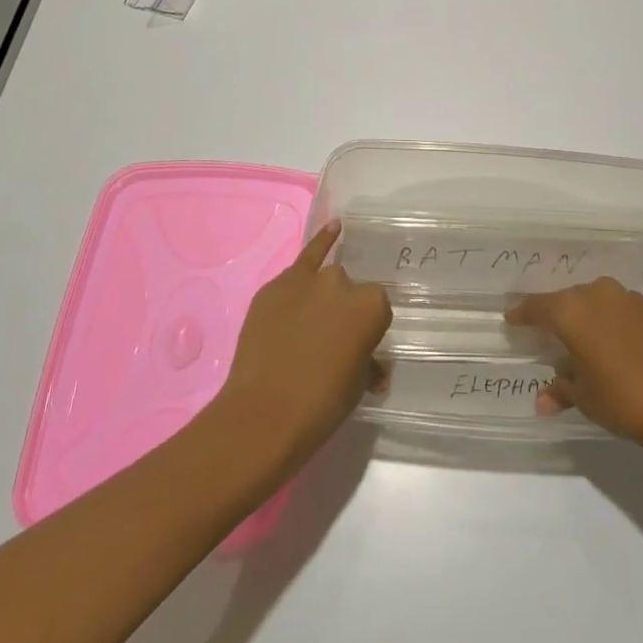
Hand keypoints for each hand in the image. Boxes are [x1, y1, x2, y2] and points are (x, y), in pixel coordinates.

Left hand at [211, 222, 391, 471]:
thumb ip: (369, 362)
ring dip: (323, 295)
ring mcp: (307, 279)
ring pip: (325, 278)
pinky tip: (333, 229)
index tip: (357, 348)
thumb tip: (371, 366)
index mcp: (372, 305)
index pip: (377, 309)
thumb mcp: (358, 384)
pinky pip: (302, 260)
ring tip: (312, 321)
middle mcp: (343, 282)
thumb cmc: (322, 403)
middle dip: (344, 312)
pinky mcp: (274, 286)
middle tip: (332, 343)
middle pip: (350, 292)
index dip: (367, 330)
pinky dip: (318, 244)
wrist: (265, 413)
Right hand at [507, 277, 642, 458]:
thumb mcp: (585, 399)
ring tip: (588, 344)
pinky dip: (616, 324)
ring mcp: (631, 299)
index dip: (523, 314)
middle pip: (569, 300)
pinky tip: (621, 348)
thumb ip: (562, 390)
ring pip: (599, 302)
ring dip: (591, 319)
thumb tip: (544, 400)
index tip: (512, 319)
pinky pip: (624, 312)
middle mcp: (599, 294)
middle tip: (551, 336)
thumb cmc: (624, 399)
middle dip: (559, 317)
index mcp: (572, 311)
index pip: (538, 306)